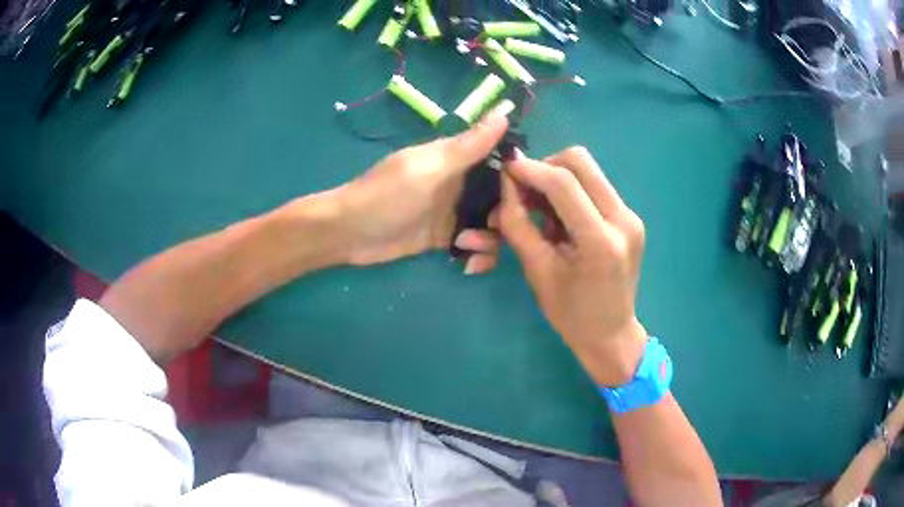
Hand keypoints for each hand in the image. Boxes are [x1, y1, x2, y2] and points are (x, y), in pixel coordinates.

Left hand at [334, 109, 508, 272]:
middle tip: (491, 227)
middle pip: (500, 197)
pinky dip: (478, 255)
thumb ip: (468, 147)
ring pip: (490, 224)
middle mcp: (459, 183)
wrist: (349, 233)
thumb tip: (503, 114)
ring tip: (465, 246)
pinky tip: (468, 264)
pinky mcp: (445, 238)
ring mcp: (453, 212)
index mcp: (456, 159)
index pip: (499, 159)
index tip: (527, 193)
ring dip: (489, 240)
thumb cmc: (388, 195)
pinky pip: (474, 245)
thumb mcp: (430, 168)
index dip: (516, 175)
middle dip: (504, 216)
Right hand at [499, 147, 647, 385]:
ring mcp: (631, 217)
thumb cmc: (570, 314)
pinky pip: (595, 187)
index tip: (504, 168)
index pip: (563, 183)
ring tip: (539, 208)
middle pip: (580, 161)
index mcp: (600, 241)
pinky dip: (571, 193)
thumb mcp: (537, 271)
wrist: (611, 335)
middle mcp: (623, 219)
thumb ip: (518, 223)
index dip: (529, 169)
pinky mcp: (630, 218)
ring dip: (558, 179)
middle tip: (525, 190)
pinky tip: (559, 218)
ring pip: (588, 171)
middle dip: (546, 166)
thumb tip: (506, 184)